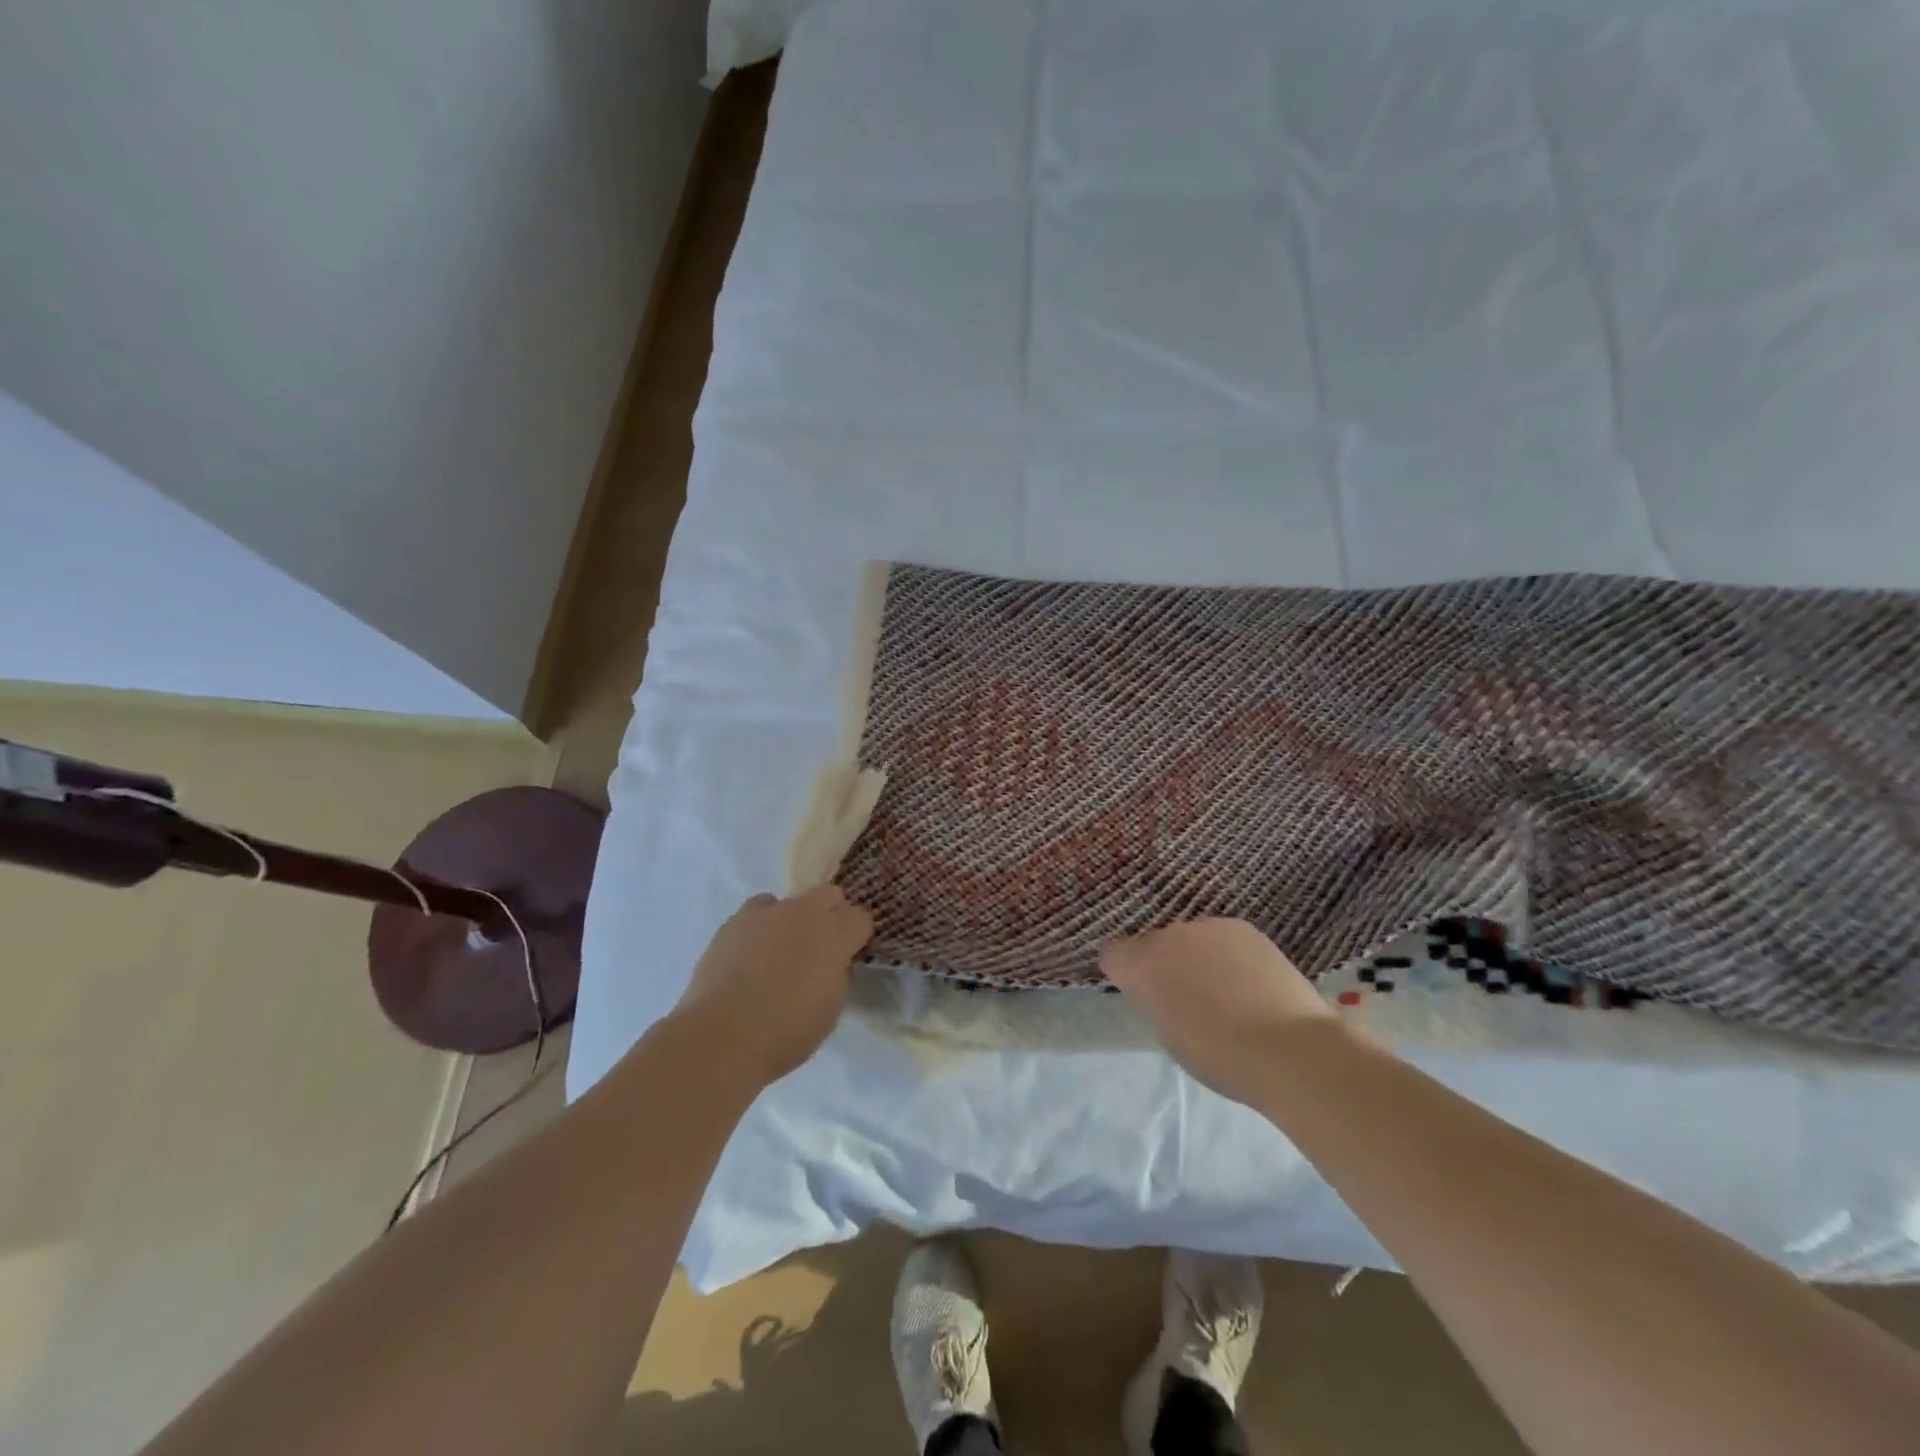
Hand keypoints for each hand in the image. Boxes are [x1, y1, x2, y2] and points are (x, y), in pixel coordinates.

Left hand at [671, 886, 873, 1085]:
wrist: (722, 1037)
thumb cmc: (787, 1031)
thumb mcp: (831, 1008)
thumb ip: (838, 974)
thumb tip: (834, 962)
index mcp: (835, 934)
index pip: (861, 918)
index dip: (857, 937)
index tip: (849, 956)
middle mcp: (805, 912)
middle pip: (830, 894)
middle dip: (831, 914)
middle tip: (821, 947)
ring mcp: (768, 912)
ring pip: (791, 901)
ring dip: (793, 920)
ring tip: (779, 952)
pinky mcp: (735, 920)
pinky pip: (758, 911)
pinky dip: (761, 926)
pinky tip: (751, 953)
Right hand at [1101, 918, 1337, 1103]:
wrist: (1292, 1048)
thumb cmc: (1222, 1057)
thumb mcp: (1170, 1037)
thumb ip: (1156, 1003)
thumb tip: (1162, 991)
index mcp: (1142, 966)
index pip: (1112, 953)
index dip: (1123, 972)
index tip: (1141, 992)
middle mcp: (1169, 936)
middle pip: (1152, 943)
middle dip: (1162, 964)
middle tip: (1186, 997)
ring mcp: (1207, 926)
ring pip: (1188, 938)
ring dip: (1195, 956)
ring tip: (1224, 990)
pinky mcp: (1242, 926)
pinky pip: (1220, 937)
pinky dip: (1226, 954)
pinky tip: (1249, 981)